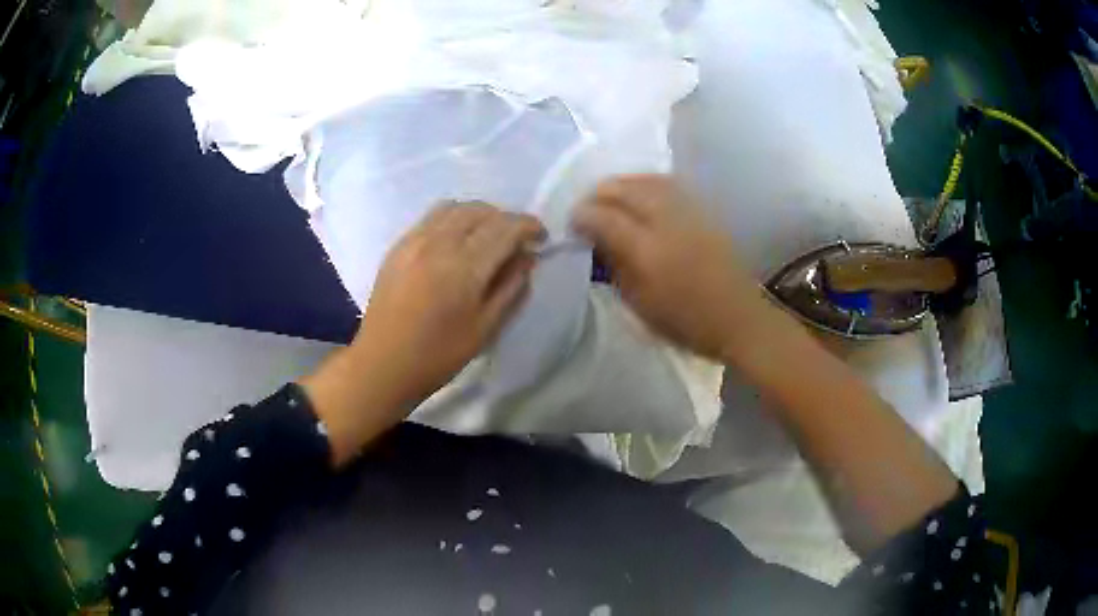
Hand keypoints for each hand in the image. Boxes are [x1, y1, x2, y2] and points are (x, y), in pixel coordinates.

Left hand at [301, 203, 544, 465]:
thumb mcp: (486, 329)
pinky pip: (432, 216)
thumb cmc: (438, 356)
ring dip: (480, 215)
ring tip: (488, 236)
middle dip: (506, 219)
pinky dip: (454, 219)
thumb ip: (511, 288)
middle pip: (481, 211)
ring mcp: (414, 240)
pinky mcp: (398, 246)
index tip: (541, 238)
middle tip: (516, 241)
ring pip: (455, 208)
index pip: (505, 228)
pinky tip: (457, 241)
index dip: (529, 226)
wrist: (382, 364)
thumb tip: (527, 257)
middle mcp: (438, 243)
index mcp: (464, 268)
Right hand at [572, 175, 768, 361]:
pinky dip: (645, 183)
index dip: (582, 215)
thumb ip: (614, 266)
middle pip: (625, 190)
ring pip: (647, 180)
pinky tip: (639, 193)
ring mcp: (688, 213)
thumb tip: (594, 238)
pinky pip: (668, 184)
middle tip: (587, 207)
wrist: (737, 318)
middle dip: (599, 193)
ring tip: (609, 196)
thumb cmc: (684, 322)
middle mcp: (667, 223)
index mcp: (648, 252)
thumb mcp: (639, 304)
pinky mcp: (703, 211)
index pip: (605, 218)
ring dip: (622, 184)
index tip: (572, 222)